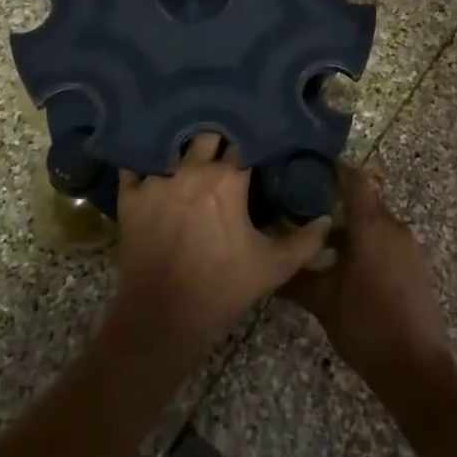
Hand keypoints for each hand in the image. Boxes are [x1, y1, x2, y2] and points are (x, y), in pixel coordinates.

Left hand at [109, 134, 332, 362]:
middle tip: (223, 151)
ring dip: (181, 151)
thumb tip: (326, 220)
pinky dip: (143, 166)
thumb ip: (304, 241)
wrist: (163, 319)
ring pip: (171, 148)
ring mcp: (156, 181)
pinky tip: (150, 169)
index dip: (250, 146)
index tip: (255, 148)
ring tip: (187, 154)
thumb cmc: (222, 289)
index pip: (243, 145)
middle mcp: (191, 170)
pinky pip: (134, 168)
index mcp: (227, 180)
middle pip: (207, 136)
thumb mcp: (272, 268)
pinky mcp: (130, 197)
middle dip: (217, 141)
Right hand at [280, 163, 453, 395]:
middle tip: (301, 206)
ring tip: (316, 238)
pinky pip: (385, 241)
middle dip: (335, 200)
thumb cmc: (367, 325)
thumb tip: (268, 267)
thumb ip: (295, 278)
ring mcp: (407, 248)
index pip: (354, 180)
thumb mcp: (323, 302)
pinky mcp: (413, 267)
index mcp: (372, 226)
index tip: (307, 168)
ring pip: (374, 223)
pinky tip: (341, 263)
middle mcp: (393, 228)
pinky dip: (364, 243)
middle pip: (363, 200)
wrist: (417, 370)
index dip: (333, 169)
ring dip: (349, 226)